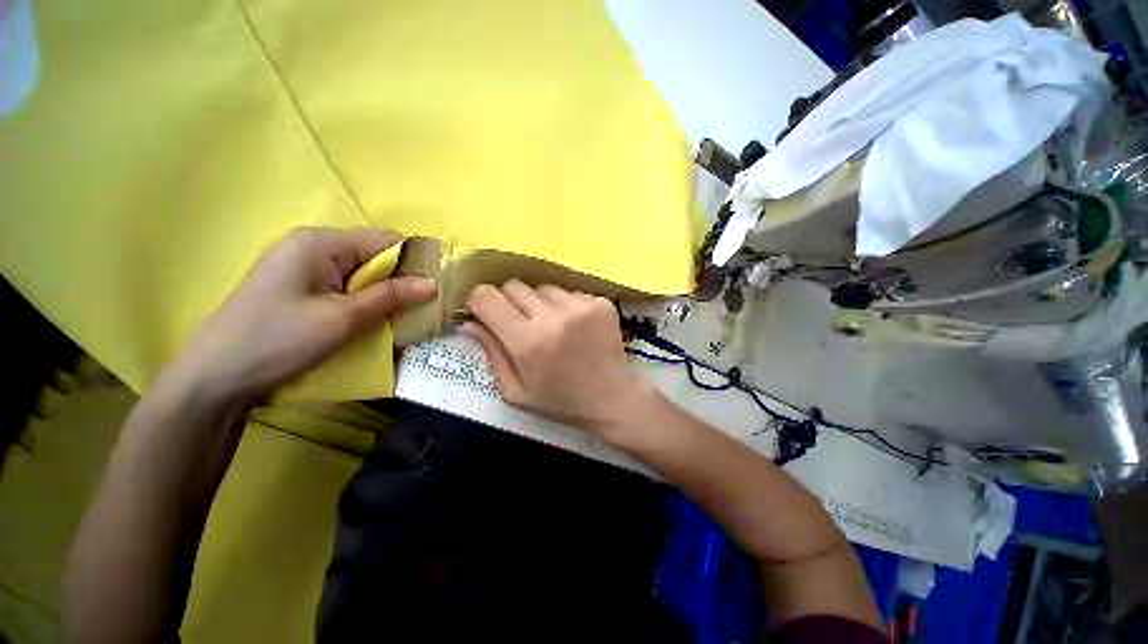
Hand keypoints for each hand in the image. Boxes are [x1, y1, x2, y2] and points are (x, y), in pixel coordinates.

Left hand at [170, 227, 436, 399]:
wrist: (215, 377)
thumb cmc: (278, 340)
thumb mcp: (343, 318)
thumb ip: (390, 297)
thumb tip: (433, 284)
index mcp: (320, 242)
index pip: (386, 241)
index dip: (414, 262)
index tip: (434, 289)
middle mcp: (313, 247)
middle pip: (375, 257)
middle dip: (400, 282)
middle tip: (418, 310)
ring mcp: (304, 268)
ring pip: (363, 275)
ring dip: (383, 296)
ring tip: (397, 320)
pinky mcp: (300, 288)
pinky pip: (346, 288)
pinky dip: (364, 303)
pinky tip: (370, 322)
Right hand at [462, 281, 652, 439]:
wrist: (611, 399)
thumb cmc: (559, 401)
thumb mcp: (516, 391)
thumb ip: (492, 353)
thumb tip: (469, 322)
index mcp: (527, 341)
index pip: (486, 297)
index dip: (479, 302)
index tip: (485, 313)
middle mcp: (553, 317)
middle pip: (514, 286)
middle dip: (509, 303)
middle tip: (521, 325)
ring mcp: (581, 307)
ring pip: (542, 288)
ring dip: (540, 304)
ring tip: (553, 329)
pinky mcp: (601, 303)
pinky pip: (569, 293)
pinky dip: (565, 306)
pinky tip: (575, 328)